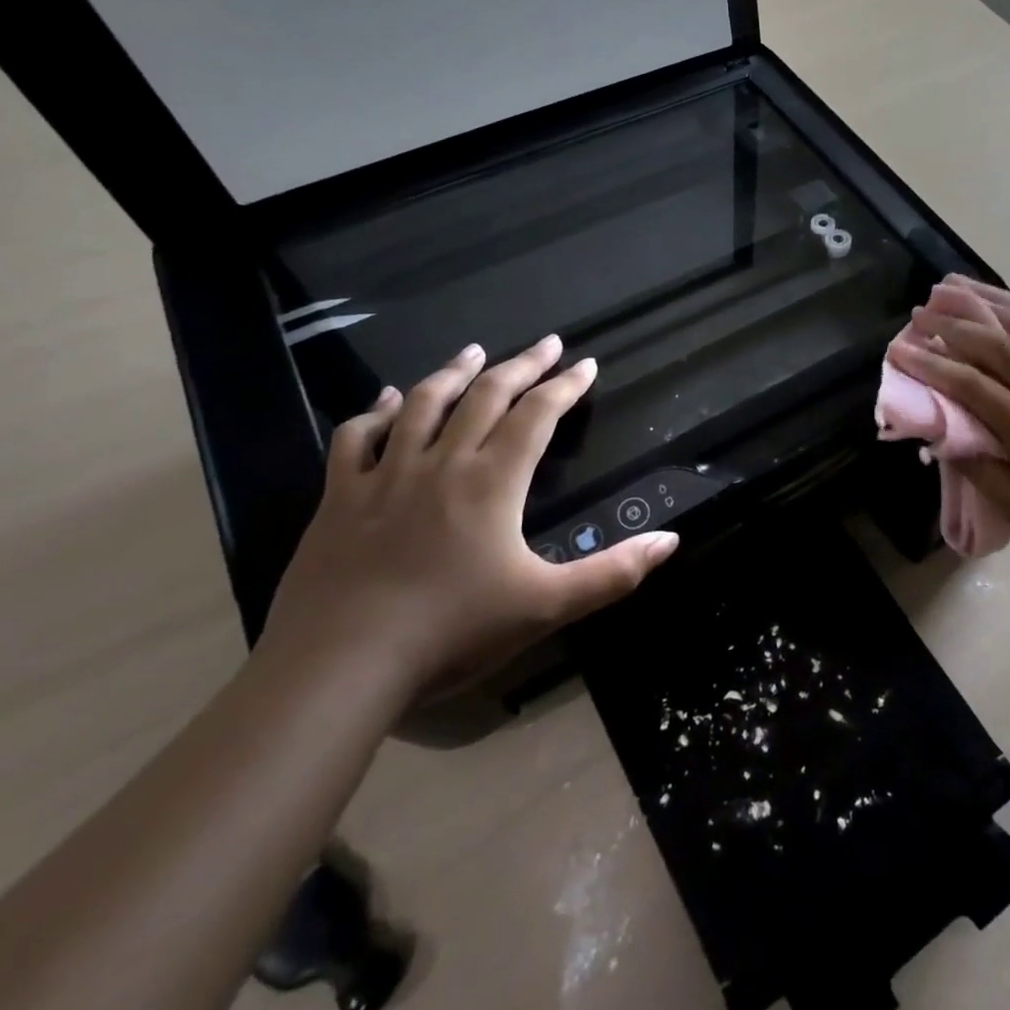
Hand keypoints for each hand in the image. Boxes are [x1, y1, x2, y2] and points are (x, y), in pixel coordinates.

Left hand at [263, 337, 677, 700]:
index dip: (566, 386)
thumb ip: (613, 572)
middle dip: (522, 365)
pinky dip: (375, 412)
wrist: (339, 666)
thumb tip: (670, 540)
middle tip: (545, 343)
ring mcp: (385, 476)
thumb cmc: (452, 632)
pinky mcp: (339, 499)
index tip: (586, 364)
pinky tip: (388, 400)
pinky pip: (356, 439)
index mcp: (493, 481)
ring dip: (454, 373)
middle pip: (486, 396)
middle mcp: (442, 463)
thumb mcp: (547, 606)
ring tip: (474, 351)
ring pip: (424, 405)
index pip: (538, 415)